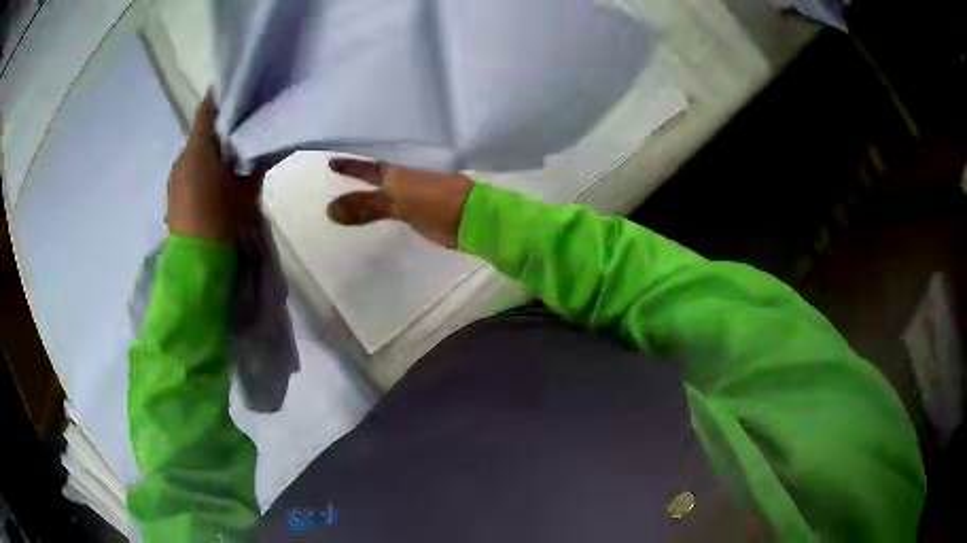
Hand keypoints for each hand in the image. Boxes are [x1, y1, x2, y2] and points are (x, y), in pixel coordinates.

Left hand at [166, 96, 262, 242]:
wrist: (196, 262)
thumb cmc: (223, 218)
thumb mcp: (248, 190)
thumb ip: (255, 163)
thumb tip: (263, 146)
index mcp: (197, 150)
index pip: (206, 112)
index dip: (218, 100)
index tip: (234, 95)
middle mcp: (181, 160)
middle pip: (200, 136)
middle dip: (217, 133)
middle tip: (238, 135)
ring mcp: (173, 180)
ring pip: (193, 157)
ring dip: (208, 155)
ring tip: (226, 164)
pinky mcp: (172, 198)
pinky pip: (187, 174)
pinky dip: (199, 172)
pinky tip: (212, 186)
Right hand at [327, 159, 474, 248]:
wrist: (476, 219)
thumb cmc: (437, 204)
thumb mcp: (399, 202)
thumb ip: (366, 207)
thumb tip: (330, 209)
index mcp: (399, 170)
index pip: (367, 164)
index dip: (350, 164)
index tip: (331, 161)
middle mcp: (406, 175)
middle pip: (377, 171)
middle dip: (360, 171)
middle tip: (340, 171)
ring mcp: (416, 190)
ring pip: (387, 185)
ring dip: (371, 187)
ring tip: (352, 190)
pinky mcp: (424, 206)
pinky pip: (397, 200)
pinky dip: (385, 201)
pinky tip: (378, 204)